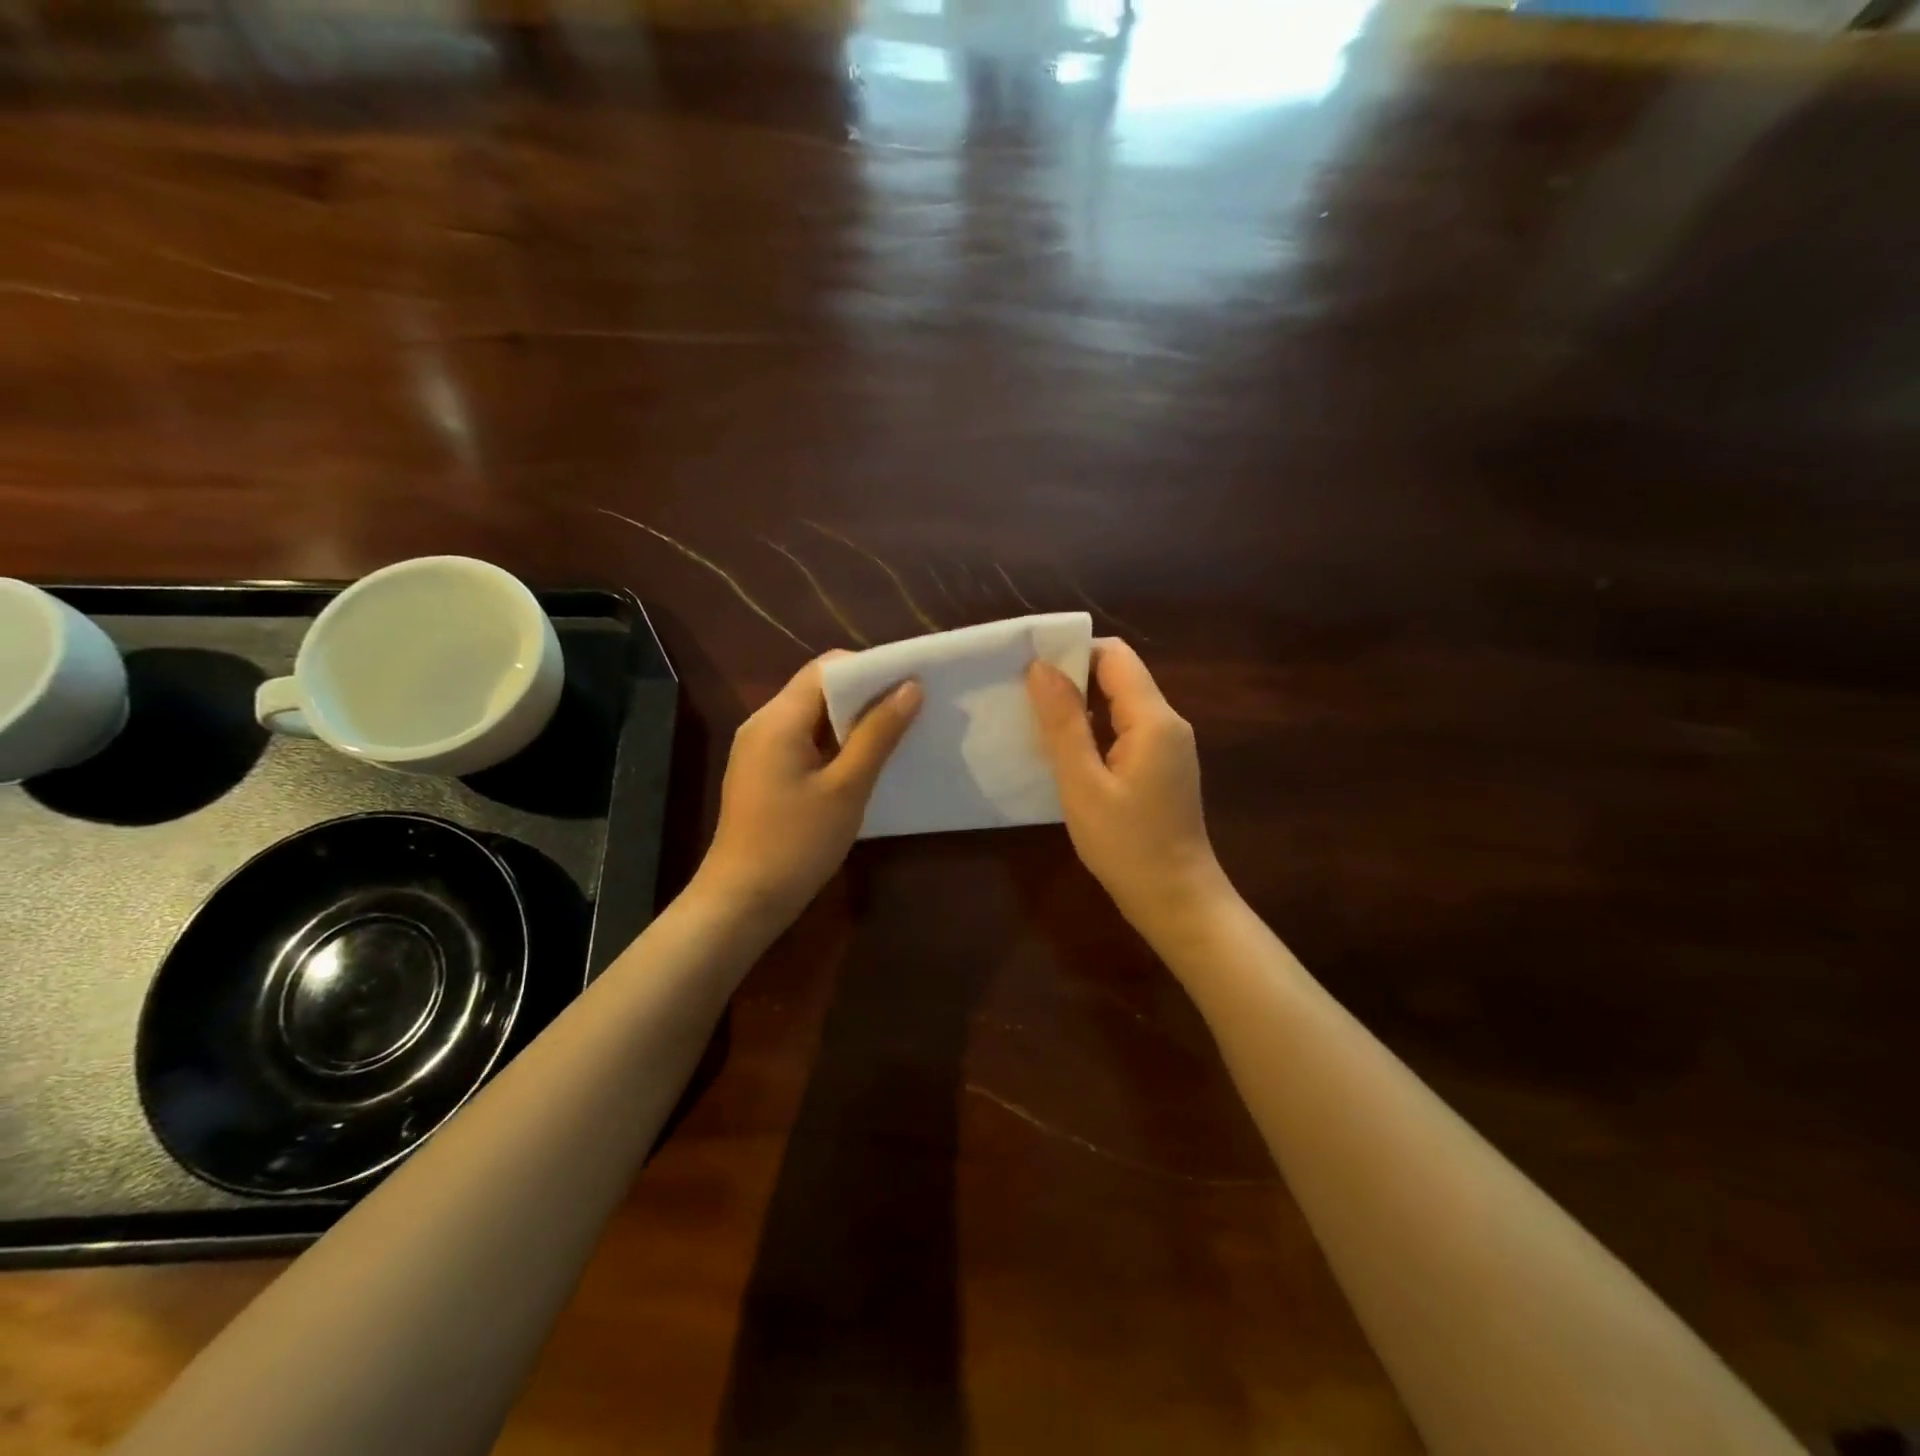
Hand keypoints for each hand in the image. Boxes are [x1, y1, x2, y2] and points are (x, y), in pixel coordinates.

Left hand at [693, 654, 920, 928]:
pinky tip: (864, 762)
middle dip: (865, 695)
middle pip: (818, 689)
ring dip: (852, 721)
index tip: (909, 682)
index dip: (869, 669)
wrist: (743, 901)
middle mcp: (763, 723)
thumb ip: (878, 734)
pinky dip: (835, 743)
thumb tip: (910, 688)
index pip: (826, 668)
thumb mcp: (847, 787)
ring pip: (812, 717)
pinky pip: (803, 742)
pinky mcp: (763, 773)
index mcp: (778, 719)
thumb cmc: (796, 843)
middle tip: (911, 708)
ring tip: (896, 733)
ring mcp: (759, 749)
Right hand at [1027, 639, 1226, 932]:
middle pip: (1118, 676)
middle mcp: (1167, 722)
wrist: (1176, 900)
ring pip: (1119, 704)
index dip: (1072, 651)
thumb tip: (1040, 667)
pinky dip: (1093, 730)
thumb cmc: (1127, 845)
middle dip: (1071, 677)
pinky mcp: (1161, 766)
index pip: (1114, 656)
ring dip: (1079, 706)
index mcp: (1154, 719)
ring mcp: (1167, 746)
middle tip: (1021, 693)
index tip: (1029, 665)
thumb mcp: (1083, 784)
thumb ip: (1063, 723)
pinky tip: (1063, 751)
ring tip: (1033, 719)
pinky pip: (1124, 730)